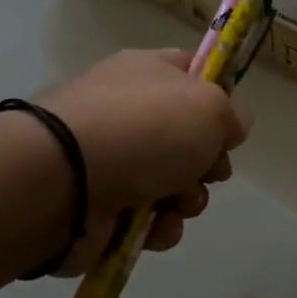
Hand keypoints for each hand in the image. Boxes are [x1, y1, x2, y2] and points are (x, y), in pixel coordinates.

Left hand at [38, 48, 249, 270]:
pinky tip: (155, 226)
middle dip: (210, 163)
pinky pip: (150, 220)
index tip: (230, 123)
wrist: (65, 181)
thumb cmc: (144, 129)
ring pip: (176, 184)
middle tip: (209, 171)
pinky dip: (160, 227)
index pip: (192, 70)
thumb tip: (230, 129)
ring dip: (189, 200)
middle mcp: (130, 113)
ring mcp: (115, 161)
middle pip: (191, 139)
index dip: (219, 95)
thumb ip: (231, 115)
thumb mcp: (209, 106)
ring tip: (178, 202)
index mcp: (148, 73)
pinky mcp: (104, 208)